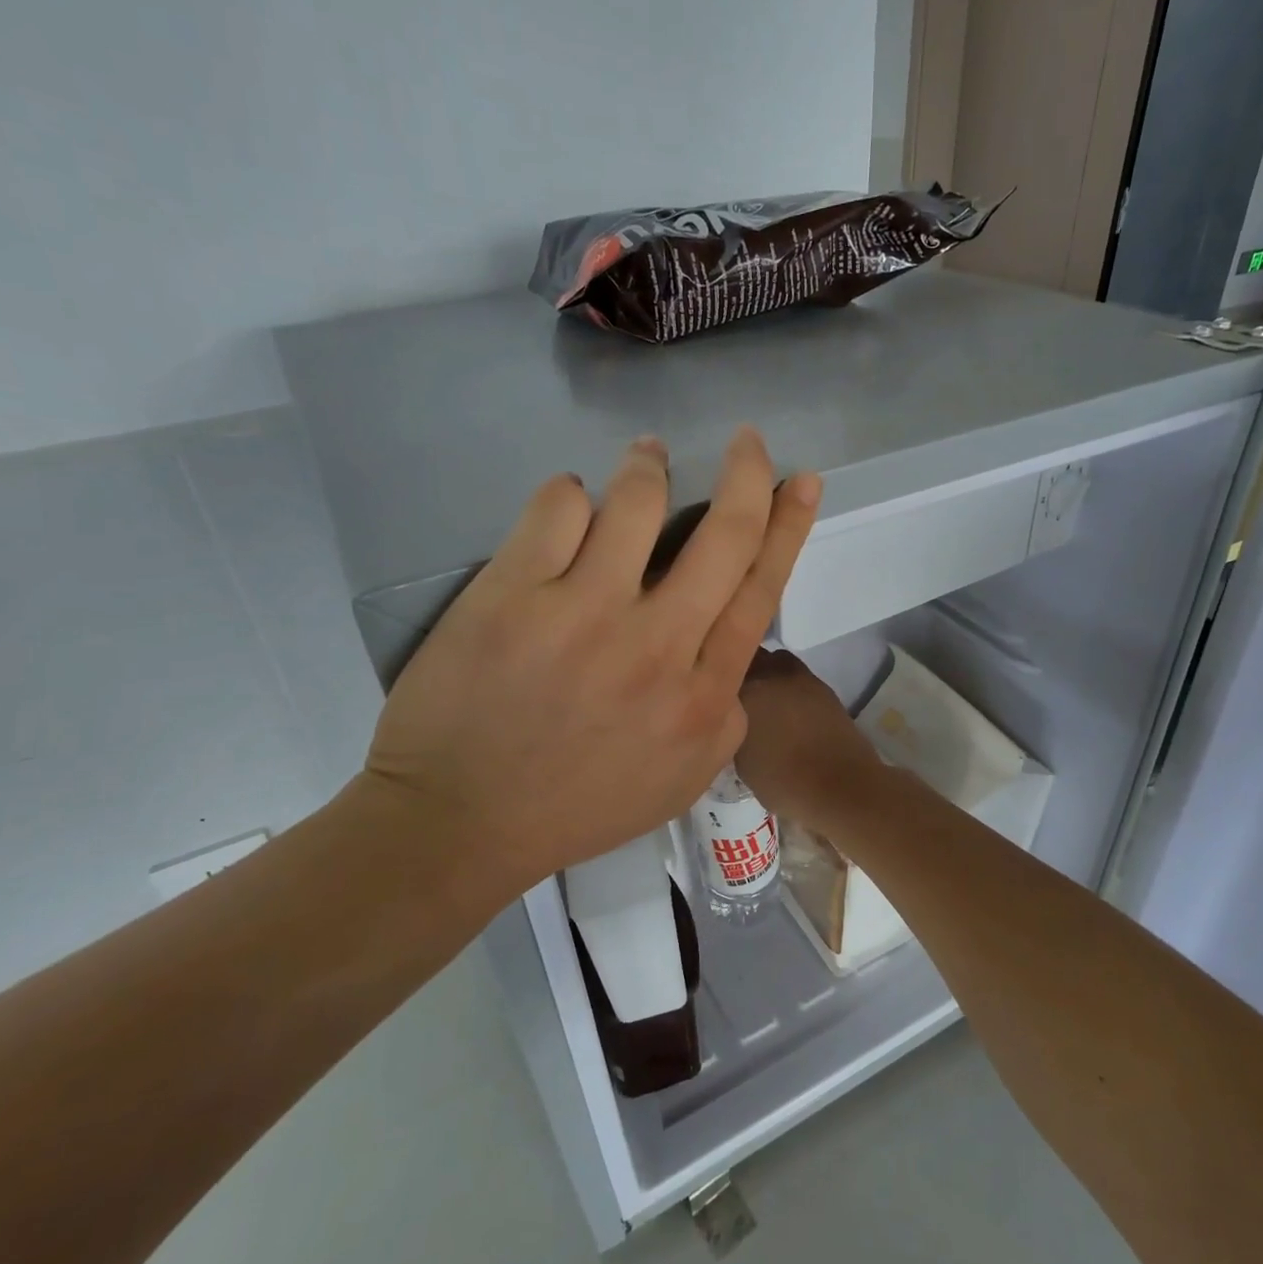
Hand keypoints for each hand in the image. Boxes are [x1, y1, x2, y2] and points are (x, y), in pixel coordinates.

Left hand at [360, 428, 819, 905]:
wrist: (461, 823)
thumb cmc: (577, 806)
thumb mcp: (682, 779)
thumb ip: (722, 713)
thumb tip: (729, 647)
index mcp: (702, 694)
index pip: (761, 589)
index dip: (788, 526)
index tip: (802, 481)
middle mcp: (657, 645)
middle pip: (724, 534)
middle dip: (747, 472)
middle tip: (748, 440)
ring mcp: (585, 614)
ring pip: (639, 499)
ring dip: (649, 467)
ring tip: (646, 457)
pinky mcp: (514, 594)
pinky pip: (559, 506)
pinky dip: (571, 494)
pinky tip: (568, 508)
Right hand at [734, 649, 882, 831]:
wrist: (841, 786)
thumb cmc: (783, 780)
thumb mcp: (741, 760)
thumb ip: (733, 729)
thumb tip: (735, 720)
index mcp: (747, 689)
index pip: (722, 669)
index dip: (718, 680)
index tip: (712, 693)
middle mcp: (773, 673)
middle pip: (752, 658)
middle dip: (744, 671)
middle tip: (739, 695)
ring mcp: (803, 678)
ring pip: (777, 663)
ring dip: (770, 676)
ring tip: (766, 702)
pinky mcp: (825, 688)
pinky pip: (798, 679)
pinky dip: (791, 689)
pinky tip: (789, 712)